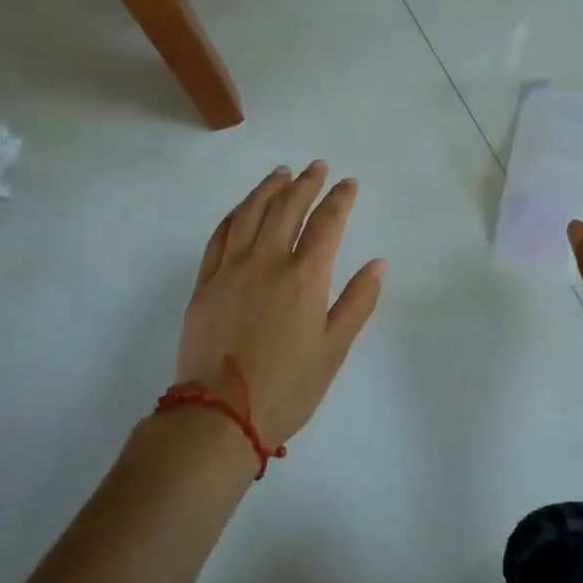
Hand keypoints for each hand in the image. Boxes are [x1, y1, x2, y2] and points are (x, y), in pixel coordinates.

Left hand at [177, 162, 386, 447]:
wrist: (218, 416)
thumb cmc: (287, 387)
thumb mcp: (334, 350)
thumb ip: (357, 302)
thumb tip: (377, 263)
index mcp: (304, 277)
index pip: (327, 223)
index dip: (340, 199)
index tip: (348, 183)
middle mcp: (267, 262)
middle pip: (287, 208)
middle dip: (305, 183)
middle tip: (316, 166)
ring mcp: (231, 270)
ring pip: (250, 214)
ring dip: (268, 189)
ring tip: (280, 172)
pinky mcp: (205, 284)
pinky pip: (219, 236)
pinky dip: (234, 215)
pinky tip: (242, 208)